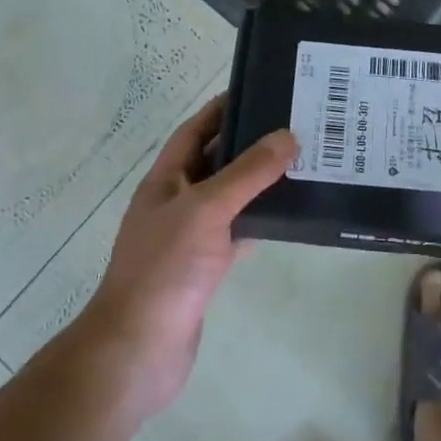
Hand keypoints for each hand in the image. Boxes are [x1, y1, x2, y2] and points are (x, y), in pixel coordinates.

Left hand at [80, 95, 294, 418]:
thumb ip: (248, 173)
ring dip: (259, 183)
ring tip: (302, 164)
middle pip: (216, 162)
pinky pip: (237, 233)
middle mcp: (176, 202)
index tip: (260, 90)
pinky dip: (260, 222)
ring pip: (230, 198)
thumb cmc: (165, 269)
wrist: (138, 350)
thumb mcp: (206, 209)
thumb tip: (288, 136)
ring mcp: (190, 237)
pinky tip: (290, 215)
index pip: (195, 131)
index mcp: (165, 180)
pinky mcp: (205, 269)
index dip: (221, 109)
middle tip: (295, 127)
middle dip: (250, 144)